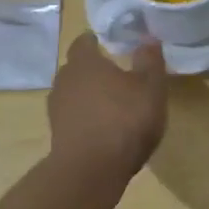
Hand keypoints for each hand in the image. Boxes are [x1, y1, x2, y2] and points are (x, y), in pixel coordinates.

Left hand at [47, 32, 168, 178]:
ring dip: (90, 95)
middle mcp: (65, 80)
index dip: (97, 40)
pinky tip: (105, 127)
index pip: (84, 41)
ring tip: (113, 103)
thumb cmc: (124, 120)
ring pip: (74, 93)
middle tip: (117, 73)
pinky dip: (87, 117)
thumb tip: (148, 37)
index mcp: (85, 62)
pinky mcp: (58, 134)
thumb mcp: (151, 87)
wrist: (90, 171)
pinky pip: (74, 116)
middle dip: (94, 69)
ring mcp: (57, 110)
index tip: (111, 43)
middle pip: (77, 68)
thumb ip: (150, 60)